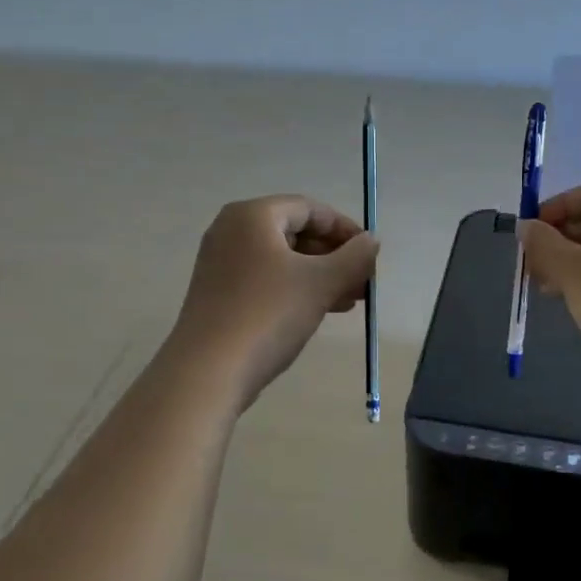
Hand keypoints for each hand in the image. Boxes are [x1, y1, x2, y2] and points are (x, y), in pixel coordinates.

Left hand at [170, 195, 378, 410]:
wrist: (208, 371)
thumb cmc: (268, 315)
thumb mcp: (320, 283)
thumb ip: (353, 258)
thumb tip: (372, 241)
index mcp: (252, 216)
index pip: (310, 209)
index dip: (345, 229)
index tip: (370, 255)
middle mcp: (232, 231)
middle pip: (296, 233)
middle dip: (335, 256)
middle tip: (364, 281)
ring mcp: (222, 264)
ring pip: (283, 260)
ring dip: (321, 276)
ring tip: (352, 300)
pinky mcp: (220, 294)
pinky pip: (267, 280)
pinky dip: (297, 289)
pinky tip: (322, 310)